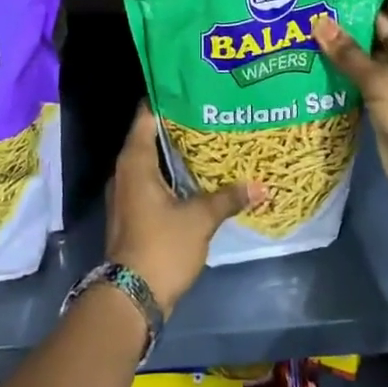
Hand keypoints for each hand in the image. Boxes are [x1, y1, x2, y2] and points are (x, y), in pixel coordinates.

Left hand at [106, 103, 262, 313]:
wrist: (131, 298)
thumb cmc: (161, 246)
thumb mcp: (200, 219)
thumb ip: (228, 197)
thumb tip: (261, 185)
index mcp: (135, 162)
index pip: (147, 116)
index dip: (168, 99)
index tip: (193, 88)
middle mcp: (126, 171)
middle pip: (150, 136)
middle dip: (178, 125)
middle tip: (211, 112)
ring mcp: (127, 193)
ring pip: (152, 161)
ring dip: (176, 152)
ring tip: (209, 139)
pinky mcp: (133, 213)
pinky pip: (153, 181)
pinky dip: (172, 174)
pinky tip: (197, 176)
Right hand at [313, 0, 387, 205]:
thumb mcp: (382, 81)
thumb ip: (348, 53)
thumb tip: (317, 21)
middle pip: (379, 17)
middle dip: (347, 7)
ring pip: (366, 45)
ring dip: (340, 36)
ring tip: (301, 15)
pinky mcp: (383, 94)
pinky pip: (359, 70)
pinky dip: (340, 63)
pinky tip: (308, 51)